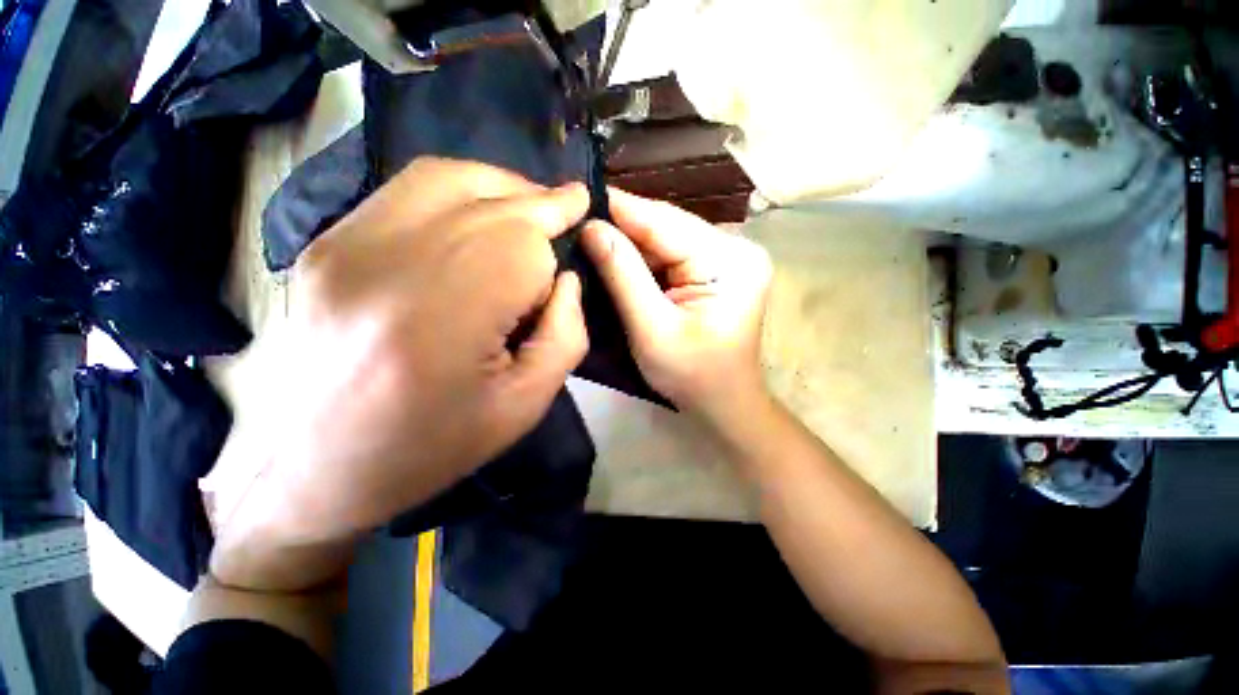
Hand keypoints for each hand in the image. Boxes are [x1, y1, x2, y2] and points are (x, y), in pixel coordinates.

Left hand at [209, 158, 588, 589]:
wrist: (307, 467)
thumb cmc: (427, 447)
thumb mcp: (524, 406)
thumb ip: (565, 335)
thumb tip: (567, 279)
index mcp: (443, 320)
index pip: (522, 247)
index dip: (557, 246)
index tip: (573, 255)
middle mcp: (389, 264)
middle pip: (490, 202)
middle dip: (543, 202)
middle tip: (572, 204)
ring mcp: (345, 243)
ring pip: (447, 177)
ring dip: (503, 186)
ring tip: (532, 205)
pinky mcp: (327, 241)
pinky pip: (408, 189)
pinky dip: (459, 189)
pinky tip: (480, 212)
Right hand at [582, 188, 771, 420]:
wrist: (723, 401)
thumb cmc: (692, 375)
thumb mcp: (652, 330)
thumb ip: (623, 276)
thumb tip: (592, 227)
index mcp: (729, 261)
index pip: (665, 222)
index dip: (619, 210)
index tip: (577, 200)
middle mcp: (735, 248)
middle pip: (667, 226)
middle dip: (622, 227)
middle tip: (577, 221)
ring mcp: (728, 257)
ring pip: (666, 238)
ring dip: (630, 241)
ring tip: (590, 236)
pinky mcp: (716, 269)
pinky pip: (672, 254)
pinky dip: (643, 257)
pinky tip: (617, 255)